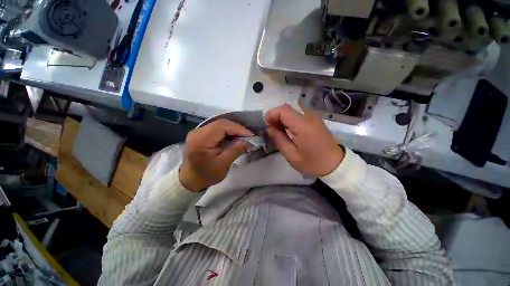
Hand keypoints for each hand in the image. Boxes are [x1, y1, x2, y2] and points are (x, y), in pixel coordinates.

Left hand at [179, 119, 253, 191]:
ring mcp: (198, 131)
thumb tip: (248, 141)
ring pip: (220, 125)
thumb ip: (236, 150)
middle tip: (248, 136)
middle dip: (237, 128)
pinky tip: (234, 137)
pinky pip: (217, 129)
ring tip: (243, 137)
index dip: (238, 128)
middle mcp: (198, 132)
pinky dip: (227, 132)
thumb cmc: (206, 175)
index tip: (250, 135)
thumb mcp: (223, 165)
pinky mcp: (201, 134)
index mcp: (201, 140)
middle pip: (221, 123)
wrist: (190, 180)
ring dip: (233, 130)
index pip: (222, 126)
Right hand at [265, 104, 343, 176]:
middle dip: (275, 117)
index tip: (267, 126)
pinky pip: (298, 115)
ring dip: (282, 119)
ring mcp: (313, 117)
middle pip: (286, 108)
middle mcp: (308, 116)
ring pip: (292, 111)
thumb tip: (269, 128)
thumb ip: (279, 139)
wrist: (335, 164)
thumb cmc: (312, 162)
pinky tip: (289, 131)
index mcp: (303, 125)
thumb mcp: (292, 155)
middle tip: (272, 130)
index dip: (271, 115)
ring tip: (279, 132)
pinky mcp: (315, 120)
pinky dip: (290, 120)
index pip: (283, 110)